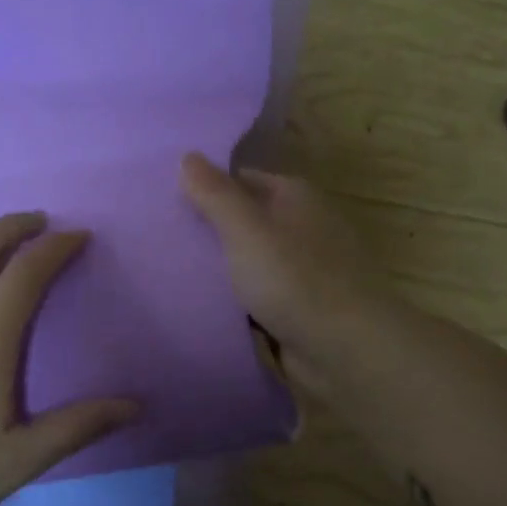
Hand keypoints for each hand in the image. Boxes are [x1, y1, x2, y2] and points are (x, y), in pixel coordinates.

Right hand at [179, 152, 393, 393]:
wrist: (346, 349)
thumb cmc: (294, 279)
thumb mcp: (245, 229)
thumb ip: (214, 193)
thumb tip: (187, 155)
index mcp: (294, 197)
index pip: (240, 180)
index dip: (205, 188)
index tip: (165, 203)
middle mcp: (302, 227)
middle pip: (245, 220)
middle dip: (208, 230)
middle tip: (160, 238)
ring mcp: (303, 269)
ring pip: (249, 261)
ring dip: (220, 269)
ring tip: (170, 271)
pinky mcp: (300, 307)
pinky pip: (257, 295)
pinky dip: (236, 299)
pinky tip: (203, 305)